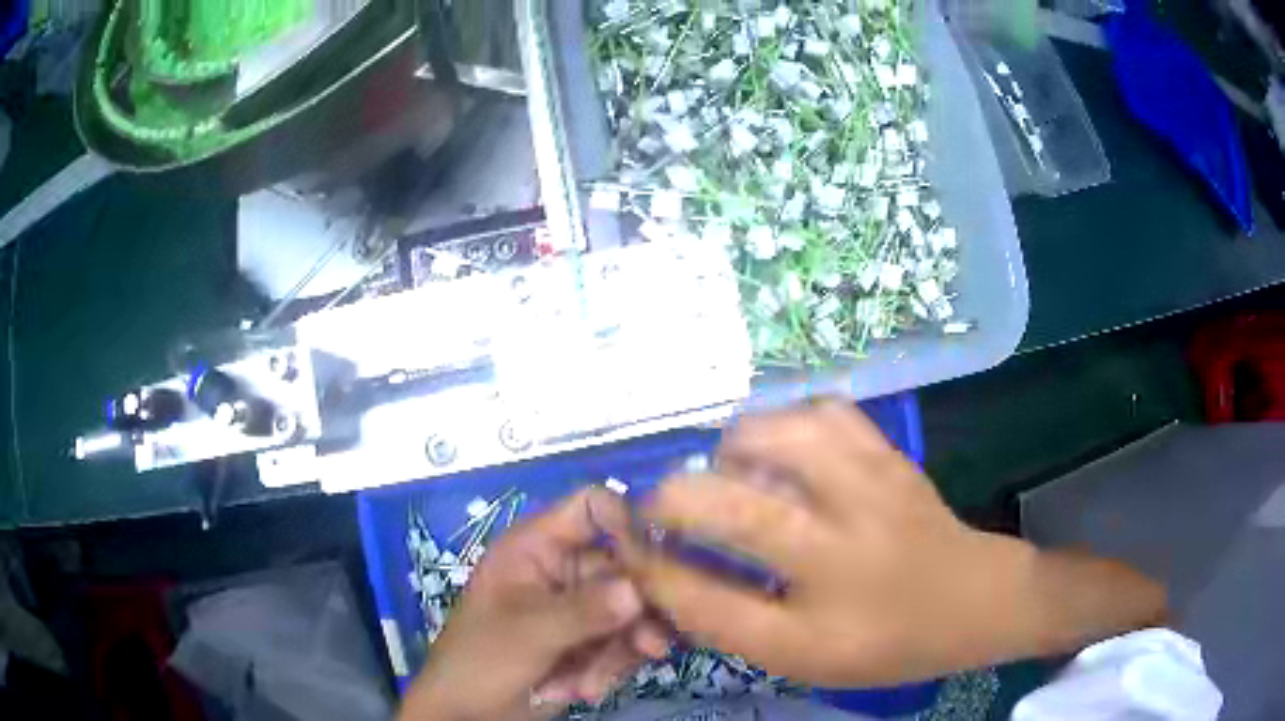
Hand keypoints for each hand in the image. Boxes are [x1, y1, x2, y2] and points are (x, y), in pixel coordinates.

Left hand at [399, 488, 670, 720]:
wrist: (468, 714)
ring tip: (596, 681)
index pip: (591, 509)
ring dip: (622, 649)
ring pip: (633, 611)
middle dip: (637, 610)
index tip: (655, 562)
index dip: (626, 523)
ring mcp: (580, 609)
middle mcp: (565, 571)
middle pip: (625, 567)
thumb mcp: (528, 633)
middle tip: (650, 644)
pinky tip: (583, 689)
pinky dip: (612, 668)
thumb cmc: (480, 660)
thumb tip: (637, 591)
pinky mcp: (592, 642)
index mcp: (537, 547)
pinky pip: (626, 643)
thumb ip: (583, 611)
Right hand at [620, 402, 1166, 686]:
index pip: (704, 598)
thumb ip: (731, 625)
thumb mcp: (804, 659)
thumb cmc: (888, 641)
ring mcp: (871, 489)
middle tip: (662, 508)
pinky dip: (787, 423)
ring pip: (779, 438)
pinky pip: (824, 411)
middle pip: (729, 508)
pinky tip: (784, 450)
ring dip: (732, 451)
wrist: (974, 597)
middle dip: (671, 500)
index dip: (649, 567)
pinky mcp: (888, 454)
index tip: (623, 547)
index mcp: (818, 624)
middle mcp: (842, 551)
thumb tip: (667, 577)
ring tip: (728, 472)